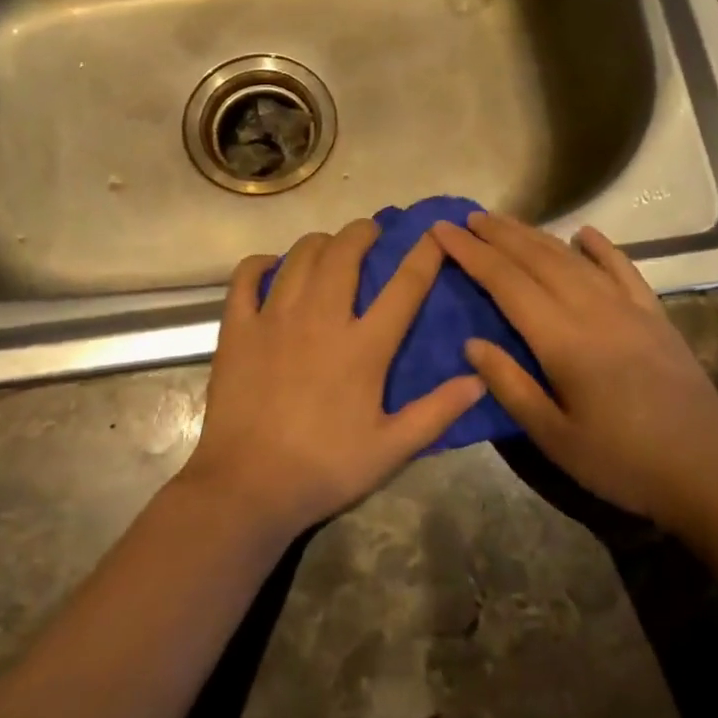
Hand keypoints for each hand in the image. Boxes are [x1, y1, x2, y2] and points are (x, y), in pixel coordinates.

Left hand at [182, 218, 487, 542]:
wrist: (248, 486)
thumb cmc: (325, 468)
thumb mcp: (391, 449)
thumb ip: (437, 411)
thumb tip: (479, 378)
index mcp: (363, 346)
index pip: (404, 287)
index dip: (424, 255)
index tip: (435, 234)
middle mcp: (320, 318)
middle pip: (344, 254)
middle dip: (362, 232)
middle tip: (370, 231)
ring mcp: (274, 319)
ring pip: (299, 257)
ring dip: (319, 243)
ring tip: (328, 245)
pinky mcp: (237, 329)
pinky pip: (245, 278)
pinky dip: (259, 264)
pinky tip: (270, 266)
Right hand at [430, 213, 717, 542]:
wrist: (708, 474)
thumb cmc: (621, 463)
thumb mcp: (554, 437)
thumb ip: (510, 386)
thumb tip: (471, 342)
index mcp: (563, 340)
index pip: (506, 283)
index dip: (472, 254)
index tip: (443, 230)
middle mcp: (594, 311)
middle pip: (538, 259)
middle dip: (499, 234)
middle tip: (469, 216)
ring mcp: (629, 309)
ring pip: (574, 259)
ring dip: (537, 235)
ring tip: (507, 221)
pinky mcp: (655, 316)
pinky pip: (624, 269)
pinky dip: (602, 247)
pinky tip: (585, 233)